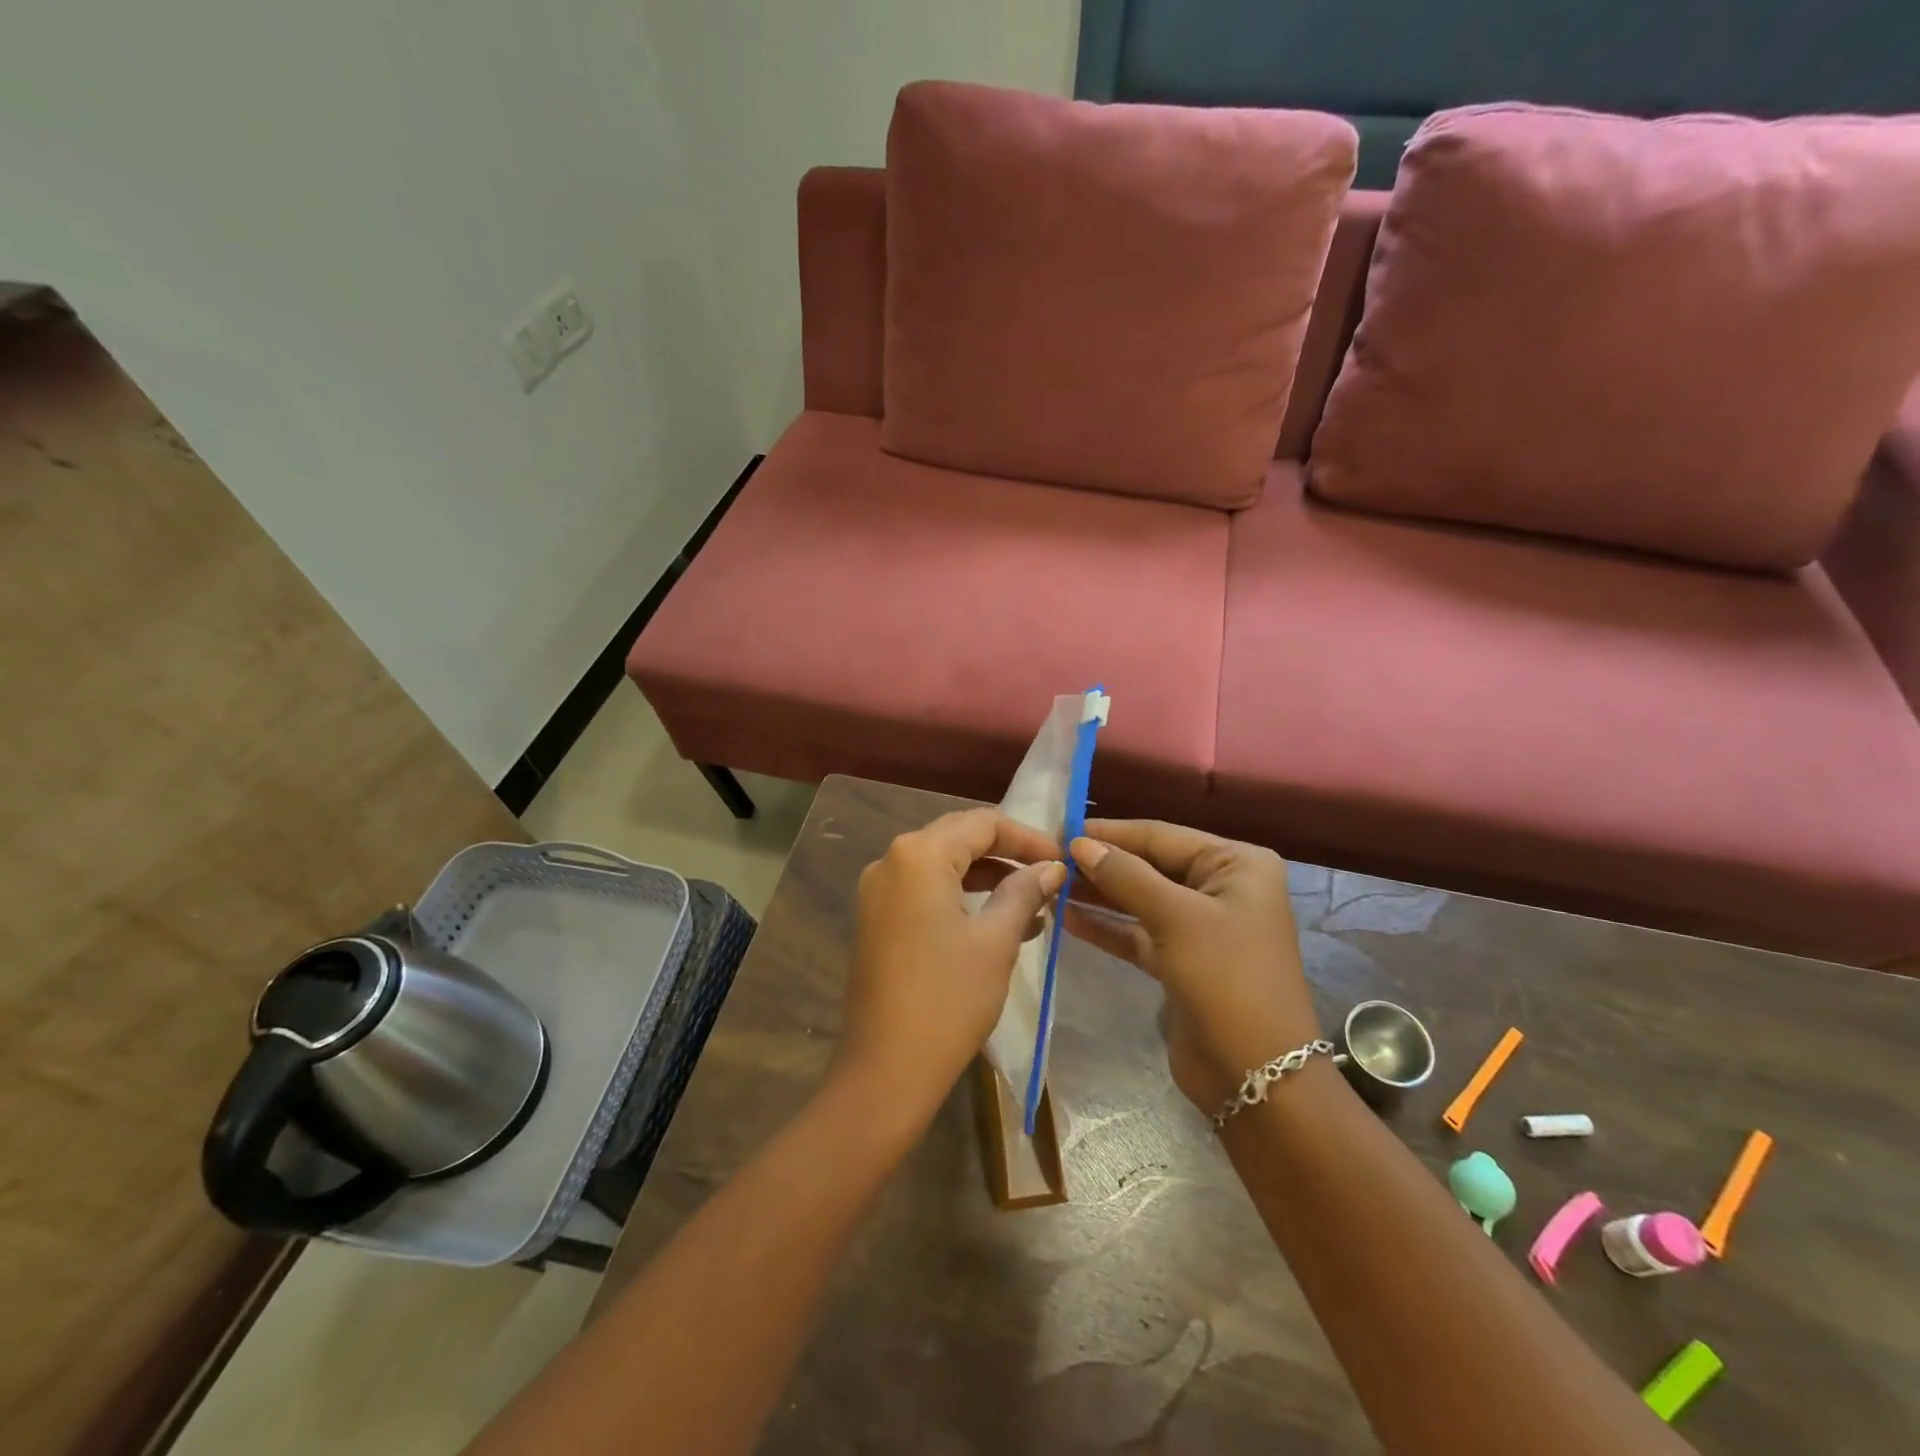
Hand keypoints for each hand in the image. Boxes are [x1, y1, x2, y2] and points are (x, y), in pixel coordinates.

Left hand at [837, 808, 1064, 1122]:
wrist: (885, 1069)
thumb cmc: (948, 999)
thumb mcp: (996, 941)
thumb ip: (1024, 892)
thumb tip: (1052, 868)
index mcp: (918, 855)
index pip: (982, 823)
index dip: (1027, 837)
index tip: (1062, 860)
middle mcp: (891, 861)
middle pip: (958, 838)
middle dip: (1007, 854)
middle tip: (1049, 875)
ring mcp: (877, 891)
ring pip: (942, 866)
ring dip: (987, 878)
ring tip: (1032, 905)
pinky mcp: (875, 919)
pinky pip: (924, 891)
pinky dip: (961, 897)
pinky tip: (997, 923)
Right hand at [1064, 820, 1319, 1113]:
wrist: (1257, 1076)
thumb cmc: (1226, 979)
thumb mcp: (1176, 918)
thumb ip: (1126, 876)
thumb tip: (1079, 844)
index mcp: (1237, 864)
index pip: (1162, 836)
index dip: (1110, 833)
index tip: (1060, 829)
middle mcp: (1221, 887)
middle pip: (1150, 865)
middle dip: (1102, 864)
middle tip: (1049, 858)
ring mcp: (1201, 925)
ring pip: (1140, 899)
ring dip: (1098, 894)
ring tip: (1051, 884)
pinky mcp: (1181, 960)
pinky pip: (1137, 932)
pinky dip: (1106, 926)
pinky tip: (1067, 918)